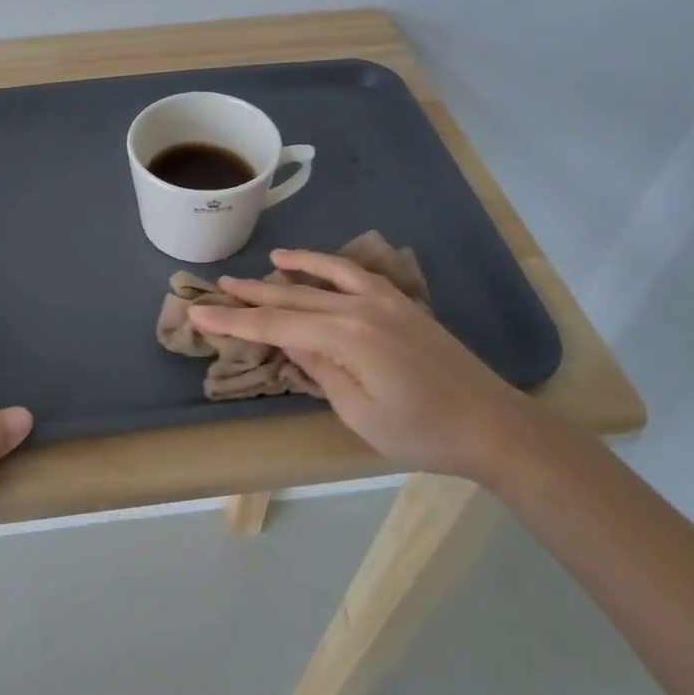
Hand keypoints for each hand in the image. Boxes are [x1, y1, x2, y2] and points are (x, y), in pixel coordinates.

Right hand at [188, 249, 526, 476]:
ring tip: (265, 261)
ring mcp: (384, 300)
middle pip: (293, 296)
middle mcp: (360, 307)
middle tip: (217, 286)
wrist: (494, 425)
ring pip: (324, 276)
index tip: (199, 313)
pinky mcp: (401, 303)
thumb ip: (320, 370)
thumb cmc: (422, 433)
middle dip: (252, 293)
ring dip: (290, 269)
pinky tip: (315, 266)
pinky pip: (356, 273)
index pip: (275, 325)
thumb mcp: (359, 413)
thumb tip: (290, 341)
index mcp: (345, 336)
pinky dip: (330, 265)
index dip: (234, 321)